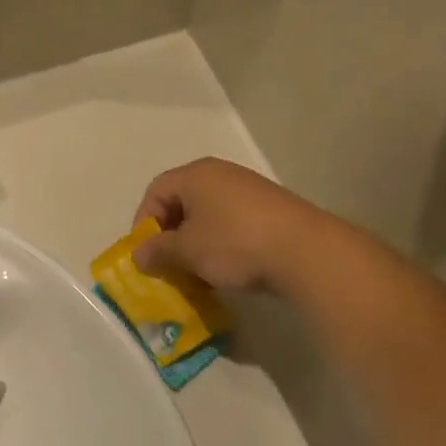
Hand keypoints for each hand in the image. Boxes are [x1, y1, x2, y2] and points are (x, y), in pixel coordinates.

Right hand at [131, 158, 335, 293]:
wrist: (306, 252)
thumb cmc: (235, 244)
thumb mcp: (187, 251)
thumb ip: (158, 251)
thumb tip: (139, 256)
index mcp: (196, 174)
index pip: (156, 191)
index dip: (144, 222)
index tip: (147, 254)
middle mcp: (221, 173)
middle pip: (182, 200)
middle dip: (171, 234)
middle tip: (169, 264)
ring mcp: (249, 189)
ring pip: (209, 214)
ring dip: (196, 241)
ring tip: (198, 271)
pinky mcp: (271, 208)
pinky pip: (233, 222)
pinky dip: (222, 242)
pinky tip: (228, 268)